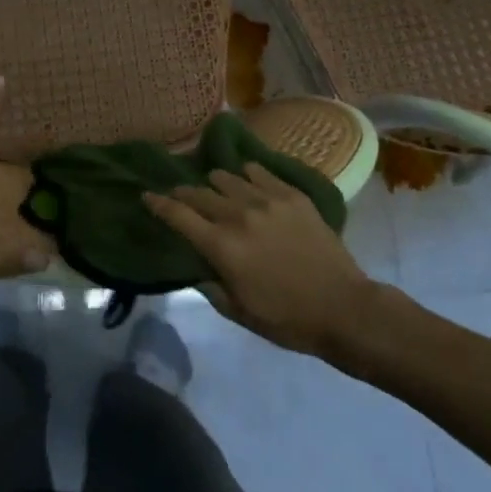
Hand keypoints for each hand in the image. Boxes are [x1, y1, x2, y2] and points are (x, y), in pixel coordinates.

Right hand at [144, 162, 377, 356]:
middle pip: (200, 192)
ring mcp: (267, 200)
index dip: (158, 203)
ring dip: (215, 183)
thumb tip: (195, 267)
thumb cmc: (287, 319)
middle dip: (184, 193)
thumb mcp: (239, 313)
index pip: (179, 215)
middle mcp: (239, 215)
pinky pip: (260, 172)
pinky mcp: (292, 195)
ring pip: (228, 177)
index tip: (147, 196)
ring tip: (214, 188)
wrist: (343, 308)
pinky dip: (246, 174)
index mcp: (222, 246)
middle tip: (179, 195)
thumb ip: (210, 287)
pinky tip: (246, 178)